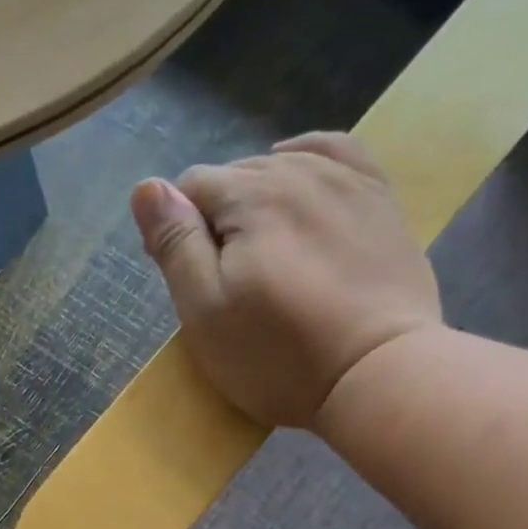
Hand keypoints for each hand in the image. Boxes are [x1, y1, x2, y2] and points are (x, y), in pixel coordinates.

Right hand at [130, 132, 443, 428]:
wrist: (378, 375)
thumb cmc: (278, 355)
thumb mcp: (205, 311)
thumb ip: (175, 244)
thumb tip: (147, 187)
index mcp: (248, 195)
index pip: (190, 189)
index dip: (178, 232)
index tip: (189, 281)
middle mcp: (296, 170)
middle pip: (235, 177)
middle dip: (218, 219)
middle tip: (227, 281)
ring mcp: (346, 181)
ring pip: (281, 166)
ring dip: (260, 201)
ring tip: (264, 254)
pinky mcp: (380, 201)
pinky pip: (337, 153)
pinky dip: (308, 160)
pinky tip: (299, 178)